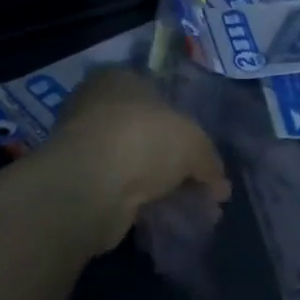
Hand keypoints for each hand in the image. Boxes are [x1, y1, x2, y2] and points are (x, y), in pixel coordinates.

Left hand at [42, 70, 230, 249]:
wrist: (91, 186)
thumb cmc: (144, 139)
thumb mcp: (194, 142)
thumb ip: (209, 160)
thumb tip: (220, 186)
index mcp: (119, 79)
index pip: (158, 95)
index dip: (186, 125)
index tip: (204, 154)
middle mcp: (97, 106)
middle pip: (148, 133)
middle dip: (178, 163)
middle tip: (205, 189)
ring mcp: (85, 146)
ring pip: (136, 165)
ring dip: (164, 188)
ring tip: (194, 213)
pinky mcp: (80, 184)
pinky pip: (122, 190)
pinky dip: (144, 203)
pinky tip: (168, 220)